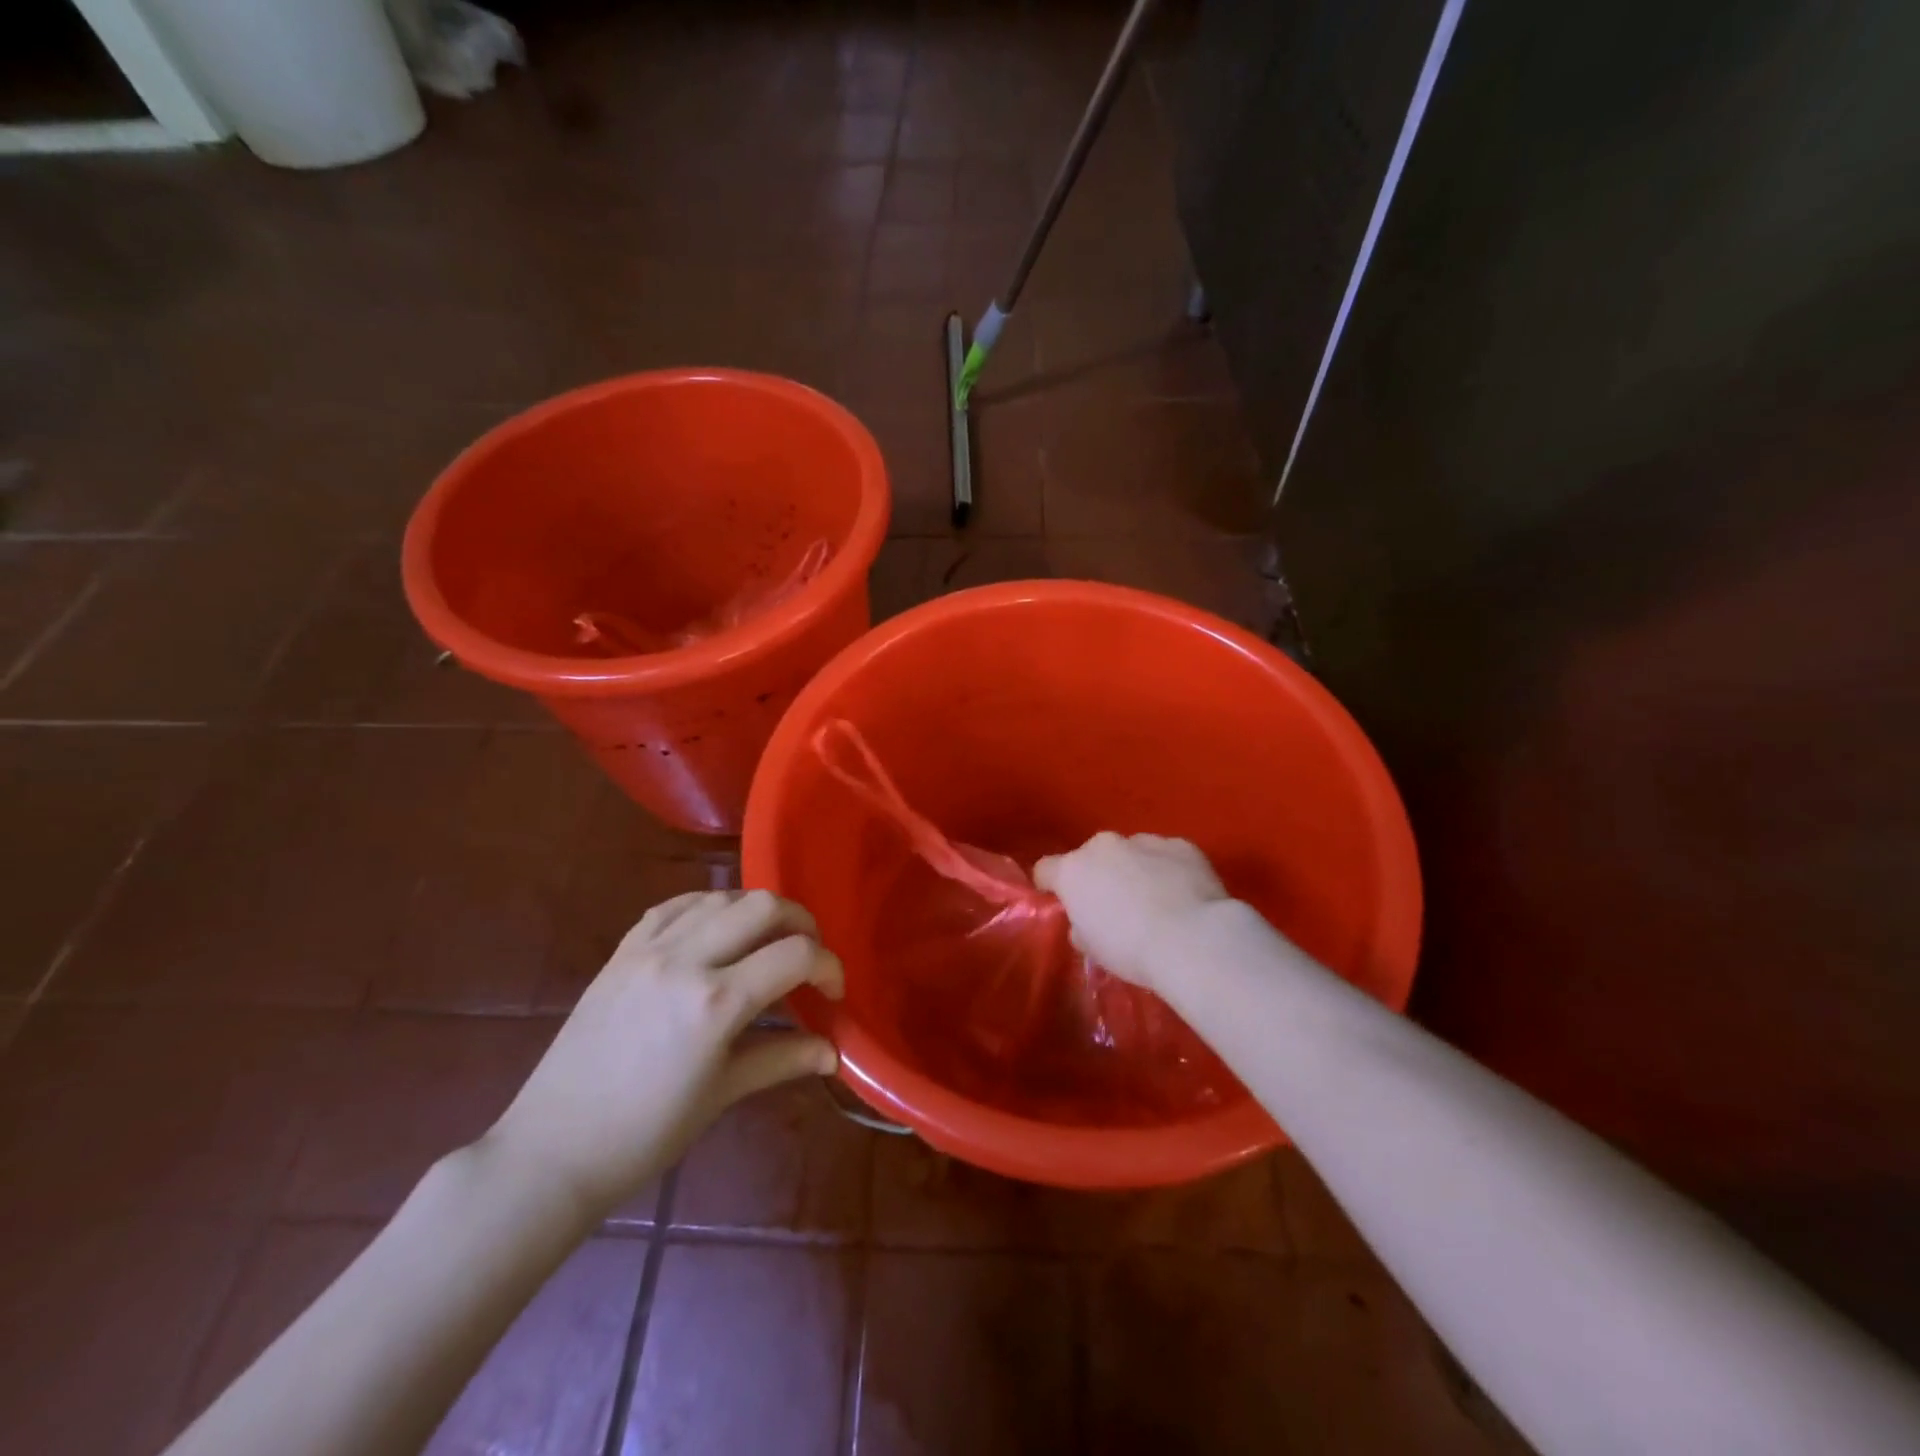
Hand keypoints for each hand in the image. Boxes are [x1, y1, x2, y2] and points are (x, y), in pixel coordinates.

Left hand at [485, 889, 842, 1221]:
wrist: (552, 1150)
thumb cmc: (646, 1134)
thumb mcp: (723, 1094)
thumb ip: (783, 1059)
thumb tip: (833, 1052)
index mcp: (716, 1002)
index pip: (796, 955)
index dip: (829, 966)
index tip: (833, 992)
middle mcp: (685, 960)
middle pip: (763, 906)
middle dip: (801, 922)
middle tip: (808, 955)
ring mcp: (648, 950)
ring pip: (721, 897)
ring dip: (756, 911)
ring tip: (766, 941)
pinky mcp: (622, 951)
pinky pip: (674, 905)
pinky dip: (708, 906)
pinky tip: (717, 926)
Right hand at [1033, 832, 1232, 991]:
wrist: (1193, 940)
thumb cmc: (1131, 950)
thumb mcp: (1094, 950)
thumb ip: (1081, 928)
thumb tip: (1084, 925)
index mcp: (1073, 870)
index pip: (1045, 869)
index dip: (1052, 887)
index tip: (1064, 905)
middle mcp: (1104, 846)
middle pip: (1092, 857)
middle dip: (1099, 876)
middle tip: (1117, 908)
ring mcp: (1144, 840)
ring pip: (1131, 852)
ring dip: (1135, 870)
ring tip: (1157, 903)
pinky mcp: (1181, 845)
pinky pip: (1166, 855)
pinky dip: (1169, 870)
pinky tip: (1184, 896)